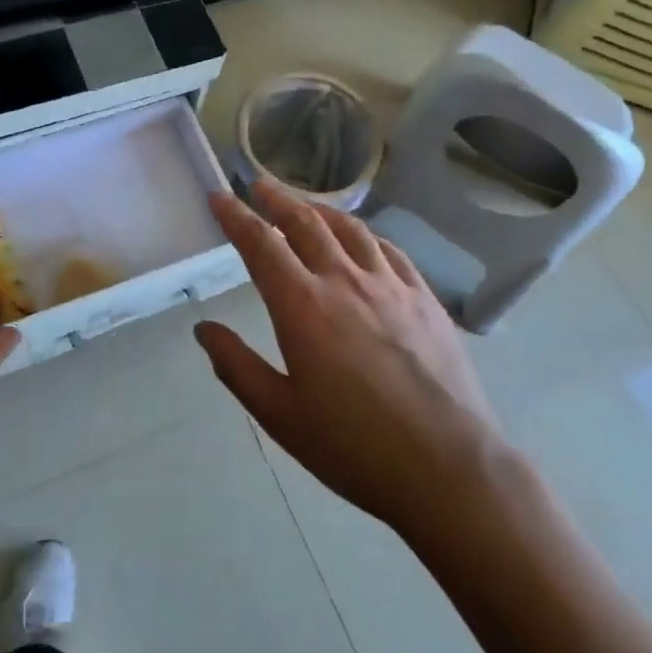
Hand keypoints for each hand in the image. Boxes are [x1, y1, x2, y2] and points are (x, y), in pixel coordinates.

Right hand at [196, 178, 501, 539]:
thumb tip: (204, 329)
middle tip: (259, 186)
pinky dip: (366, 234)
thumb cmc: (354, 446)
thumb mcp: (280, 415)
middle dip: (277, 199)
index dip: (236, 216)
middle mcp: (345, 281)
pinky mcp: (425, 298)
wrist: (448, 466)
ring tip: (305, 204)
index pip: (261, 245)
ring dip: (320, 209)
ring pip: (350, 229)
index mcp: (303, 306)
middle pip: (306, 223)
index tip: (219, 196)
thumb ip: (237, 367)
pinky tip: (363, 239)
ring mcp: (391, 286)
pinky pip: (390, 250)